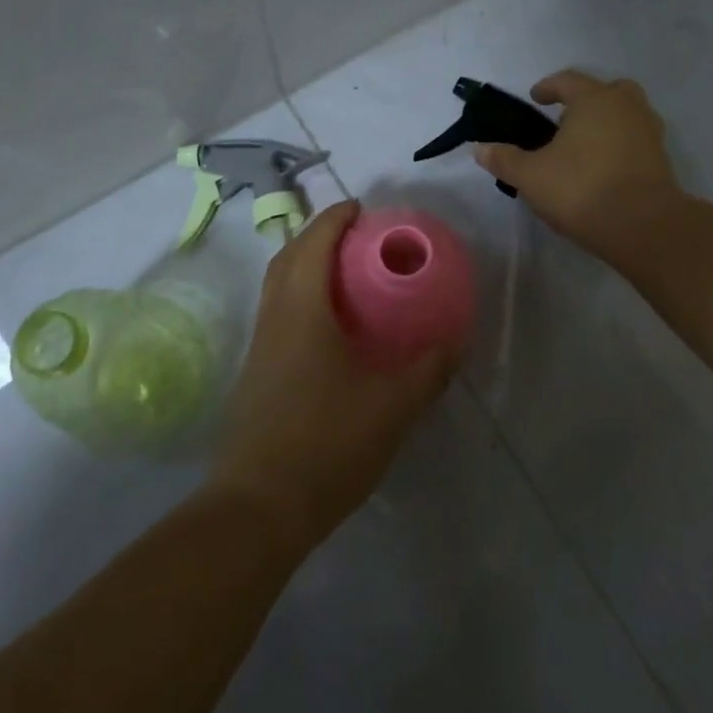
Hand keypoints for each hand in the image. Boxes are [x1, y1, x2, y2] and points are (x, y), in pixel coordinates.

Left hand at [209, 201, 458, 551]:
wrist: (259, 504)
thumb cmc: (326, 442)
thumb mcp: (392, 406)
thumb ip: (428, 370)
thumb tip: (456, 341)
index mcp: (302, 307)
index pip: (314, 242)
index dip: (336, 218)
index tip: (361, 208)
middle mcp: (274, 315)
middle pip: (289, 256)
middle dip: (319, 237)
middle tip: (356, 239)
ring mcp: (260, 345)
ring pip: (279, 286)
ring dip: (306, 267)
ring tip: (346, 277)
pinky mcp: (256, 372)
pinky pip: (278, 313)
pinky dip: (301, 299)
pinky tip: (329, 329)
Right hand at [473, 70, 685, 267]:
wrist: (643, 226)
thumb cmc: (581, 189)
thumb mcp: (530, 176)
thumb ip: (504, 159)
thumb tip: (479, 149)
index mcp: (594, 99)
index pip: (567, 80)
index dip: (548, 87)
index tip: (535, 98)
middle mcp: (626, 106)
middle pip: (606, 90)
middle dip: (585, 100)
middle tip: (564, 119)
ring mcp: (649, 131)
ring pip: (626, 113)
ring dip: (606, 121)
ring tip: (582, 145)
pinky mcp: (661, 159)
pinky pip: (635, 139)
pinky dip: (619, 144)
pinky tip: (602, 167)